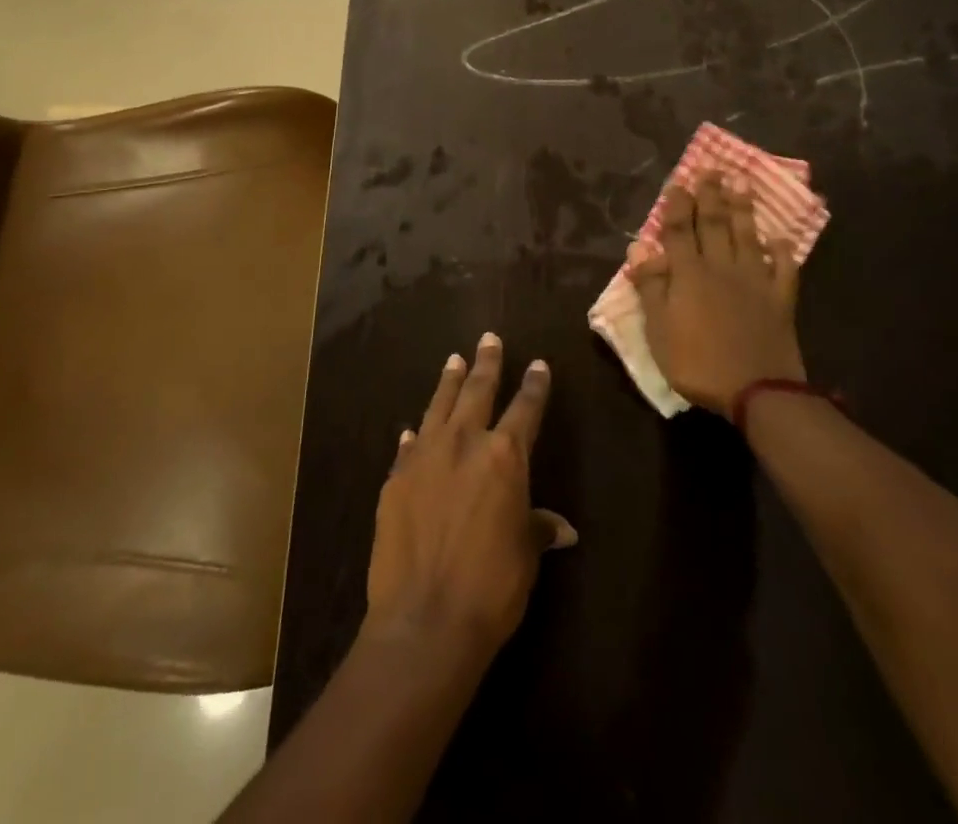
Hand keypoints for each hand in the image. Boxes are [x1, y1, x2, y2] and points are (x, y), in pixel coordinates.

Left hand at [365, 333, 575, 661]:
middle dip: (486, 363)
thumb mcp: (524, 555)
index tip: (538, 364)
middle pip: (477, 391)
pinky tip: (414, 428)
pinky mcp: (396, 478)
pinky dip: (415, 434)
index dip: (534, 386)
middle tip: (488, 339)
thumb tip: (562, 528)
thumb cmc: (491, 586)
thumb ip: (537, 528)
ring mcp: (425, 456)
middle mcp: (464, 442)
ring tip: (453, 360)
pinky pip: (408, 445)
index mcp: (504, 456)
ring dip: (448, 382)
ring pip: (439, 406)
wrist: (424, 617)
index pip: (525, 409)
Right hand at [629, 173, 805, 416]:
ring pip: (747, 236)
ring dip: (743, 209)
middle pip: (715, 224)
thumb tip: (638, 248)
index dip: (678, 205)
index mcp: (689, 274)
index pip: (680, 230)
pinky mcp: (780, 299)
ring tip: (742, 183)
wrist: (757, 391)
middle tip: (712, 170)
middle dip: (711, 196)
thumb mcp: (659, 330)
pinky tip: (779, 238)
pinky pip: (783, 269)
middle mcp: (722, 268)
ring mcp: (755, 281)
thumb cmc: (697, 363)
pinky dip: (782, 252)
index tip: (679, 182)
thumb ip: (651, 286)